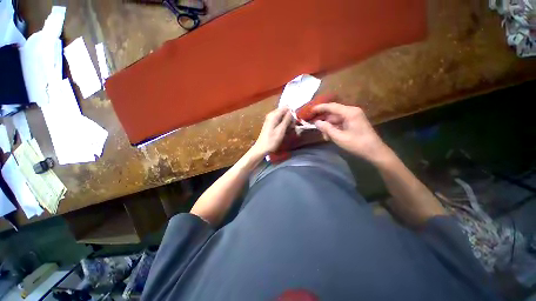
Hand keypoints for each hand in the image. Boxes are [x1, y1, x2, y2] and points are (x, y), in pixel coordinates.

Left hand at [251, 107, 292, 156]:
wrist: (261, 148)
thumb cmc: (272, 140)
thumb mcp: (281, 130)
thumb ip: (287, 119)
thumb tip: (292, 111)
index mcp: (274, 115)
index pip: (286, 107)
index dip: (292, 113)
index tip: (293, 122)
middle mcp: (271, 114)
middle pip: (284, 111)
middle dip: (289, 118)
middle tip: (291, 127)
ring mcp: (270, 119)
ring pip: (282, 116)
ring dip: (287, 122)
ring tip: (288, 130)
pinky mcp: (270, 123)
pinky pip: (279, 120)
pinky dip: (283, 124)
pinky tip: (284, 131)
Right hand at [313, 103, 391, 163]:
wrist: (375, 151)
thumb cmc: (357, 144)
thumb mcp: (339, 137)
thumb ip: (326, 128)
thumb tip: (316, 122)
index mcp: (350, 112)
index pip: (331, 106)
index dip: (320, 108)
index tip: (310, 111)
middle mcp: (352, 111)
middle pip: (333, 114)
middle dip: (325, 122)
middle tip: (319, 131)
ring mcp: (353, 117)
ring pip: (335, 119)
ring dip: (329, 127)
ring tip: (326, 138)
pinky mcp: (354, 122)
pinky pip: (340, 123)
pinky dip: (335, 129)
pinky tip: (332, 137)